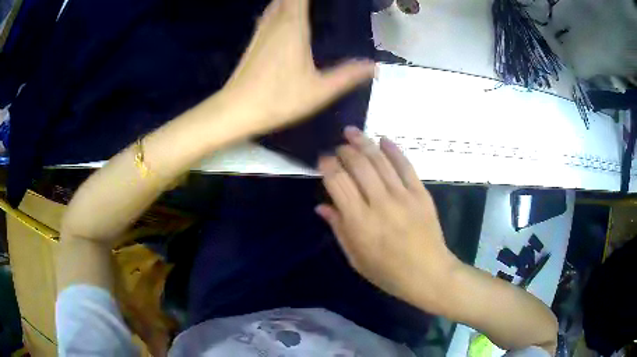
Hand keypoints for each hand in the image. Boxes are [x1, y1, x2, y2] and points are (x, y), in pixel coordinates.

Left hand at [223, 0, 374, 133]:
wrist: (236, 110)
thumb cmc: (278, 98)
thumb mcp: (319, 90)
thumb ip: (347, 75)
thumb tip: (374, 66)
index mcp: (292, 26)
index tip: (328, 0)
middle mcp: (275, 22)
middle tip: (319, 4)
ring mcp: (262, 30)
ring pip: (276, 2)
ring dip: (290, 0)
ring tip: (305, 5)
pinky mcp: (254, 40)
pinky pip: (269, 13)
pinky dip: (280, 7)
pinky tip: (287, 14)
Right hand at [317, 127, 459, 311]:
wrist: (428, 274)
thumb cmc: (387, 272)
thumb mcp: (356, 258)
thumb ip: (339, 228)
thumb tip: (322, 205)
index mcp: (359, 222)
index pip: (338, 182)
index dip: (328, 165)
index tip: (323, 159)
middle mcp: (380, 203)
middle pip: (358, 165)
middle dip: (345, 150)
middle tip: (338, 146)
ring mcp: (403, 196)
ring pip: (380, 161)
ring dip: (364, 142)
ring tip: (353, 131)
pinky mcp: (421, 193)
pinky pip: (406, 166)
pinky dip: (393, 150)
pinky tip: (383, 139)